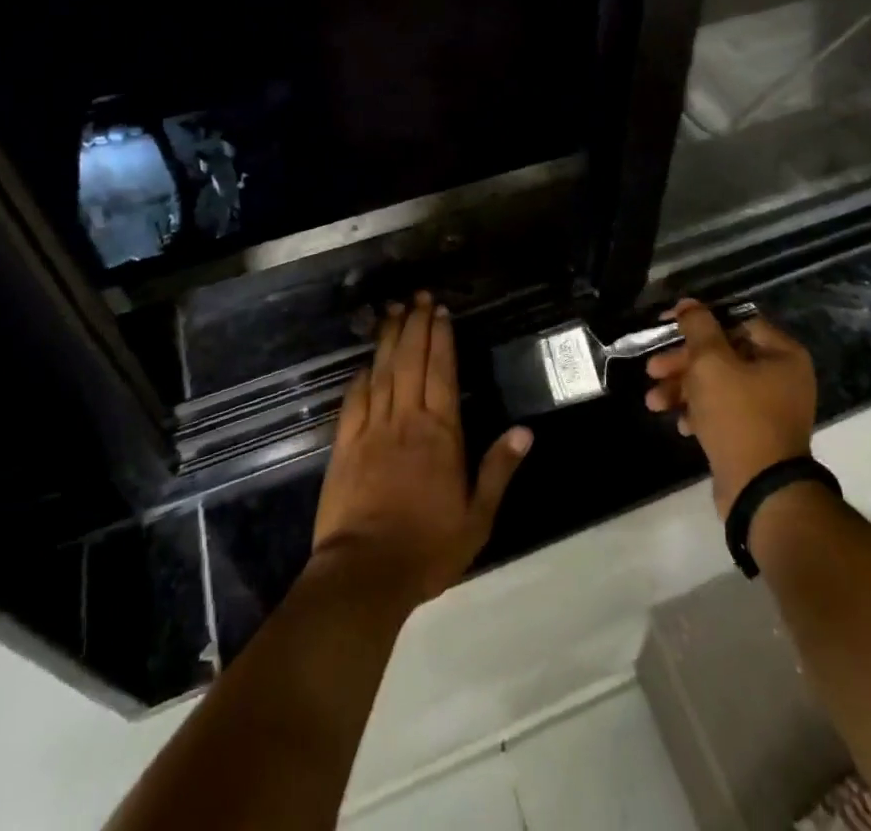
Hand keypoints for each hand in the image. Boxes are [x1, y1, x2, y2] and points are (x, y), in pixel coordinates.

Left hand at [311, 291, 532, 603]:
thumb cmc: (428, 547)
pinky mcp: (344, 446)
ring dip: (388, 339)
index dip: (440, 338)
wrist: (365, 573)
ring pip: (381, 373)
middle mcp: (406, 420)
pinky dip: (360, 377)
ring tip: (392, 311)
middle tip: (417, 296)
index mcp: (440, 433)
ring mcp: (371, 430)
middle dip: (415, 325)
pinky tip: (364, 363)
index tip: (439, 311)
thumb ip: (499, 470)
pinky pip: (353, 401)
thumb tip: (525, 431)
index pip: (441, 372)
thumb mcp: (477, 517)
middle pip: (410, 362)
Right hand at [643, 299, 817, 517]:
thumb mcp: (711, 362)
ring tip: (654, 402)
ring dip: (683, 388)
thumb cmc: (738, 416)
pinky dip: (699, 412)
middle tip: (652, 369)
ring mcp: (770, 408)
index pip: (735, 321)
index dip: (698, 320)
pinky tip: (680, 424)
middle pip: (722, 355)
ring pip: (717, 384)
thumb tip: (688, 304)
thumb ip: (698, 327)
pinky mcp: (755, 435)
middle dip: (682, 363)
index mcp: (782, 354)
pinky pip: (723, 412)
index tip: (666, 326)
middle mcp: (781, 377)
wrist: (760, 491)